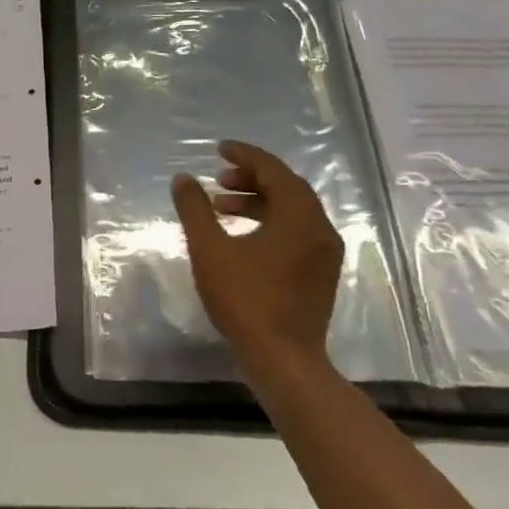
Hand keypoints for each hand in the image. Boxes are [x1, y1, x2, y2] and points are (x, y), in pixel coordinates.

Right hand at [171, 141, 344, 376]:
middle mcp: (320, 228)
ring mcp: (324, 253)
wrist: (283, 359)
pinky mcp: (321, 274)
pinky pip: (297, 232)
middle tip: (219, 179)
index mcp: (299, 216)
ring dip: (259, 202)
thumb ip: (195, 209)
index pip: (274, 170)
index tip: (219, 150)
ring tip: (222, 207)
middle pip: (287, 188)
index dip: (245, 155)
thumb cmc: (245, 299)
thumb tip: (183, 179)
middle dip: (251, 178)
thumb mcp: (210, 250)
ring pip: (292, 212)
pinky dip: (270, 223)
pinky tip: (243, 237)